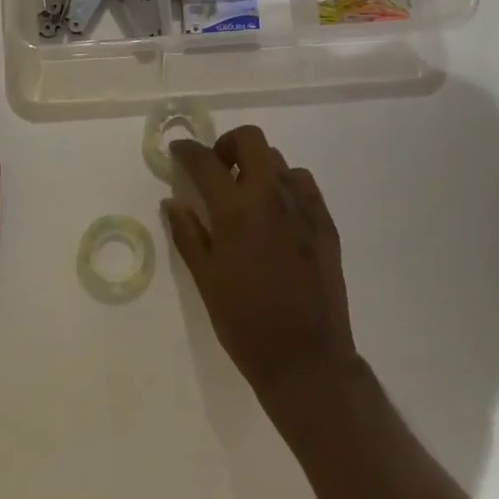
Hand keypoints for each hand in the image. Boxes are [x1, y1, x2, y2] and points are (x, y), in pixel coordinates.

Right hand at [164, 126, 358, 398]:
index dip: (186, 151)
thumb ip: (187, 234)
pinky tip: (276, 214)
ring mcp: (304, 207)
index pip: (205, 162)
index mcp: (236, 210)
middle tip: (216, 171)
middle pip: (250, 140)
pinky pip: (303, 184)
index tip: (178, 151)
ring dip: (257, 167)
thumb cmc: (245, 322)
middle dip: (227, 145)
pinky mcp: (325, 222)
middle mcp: (271, 196)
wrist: (306, 358)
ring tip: (246, 197)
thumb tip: (172, 201)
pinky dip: (284, 185)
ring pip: (279, 160)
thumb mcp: (206, 279)